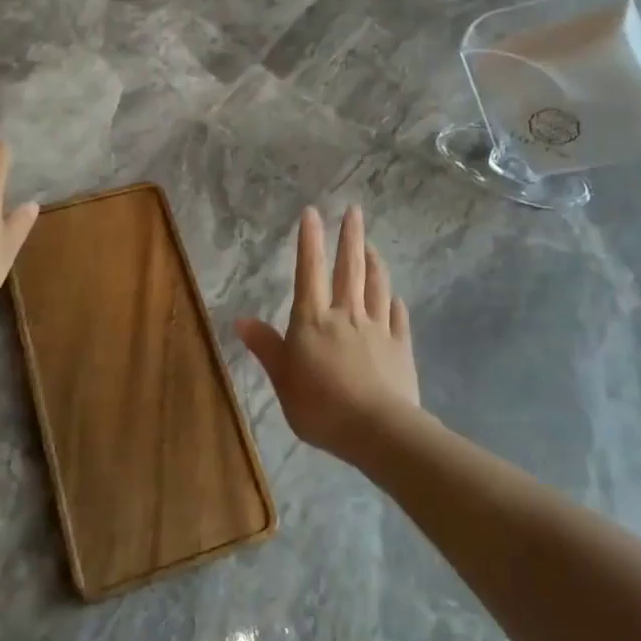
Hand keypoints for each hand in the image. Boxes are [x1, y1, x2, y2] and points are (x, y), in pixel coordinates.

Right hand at [236, 205, 423, 461]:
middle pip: (348, 269)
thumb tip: (240, 319)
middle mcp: (346, 315)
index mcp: (313, 320)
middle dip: (350, 237)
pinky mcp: (400, 347)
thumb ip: (266, 347)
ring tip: (373, 246)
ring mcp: (377, 329)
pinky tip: (395, 297)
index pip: (309, 271)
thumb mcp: (282, 379)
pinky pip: (397, 317)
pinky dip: (394, 303)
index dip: (310, 241)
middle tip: (355, 211)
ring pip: (376, 286)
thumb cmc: (320, 405)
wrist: (376, 429)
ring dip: (374, 263)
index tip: (313, 212)